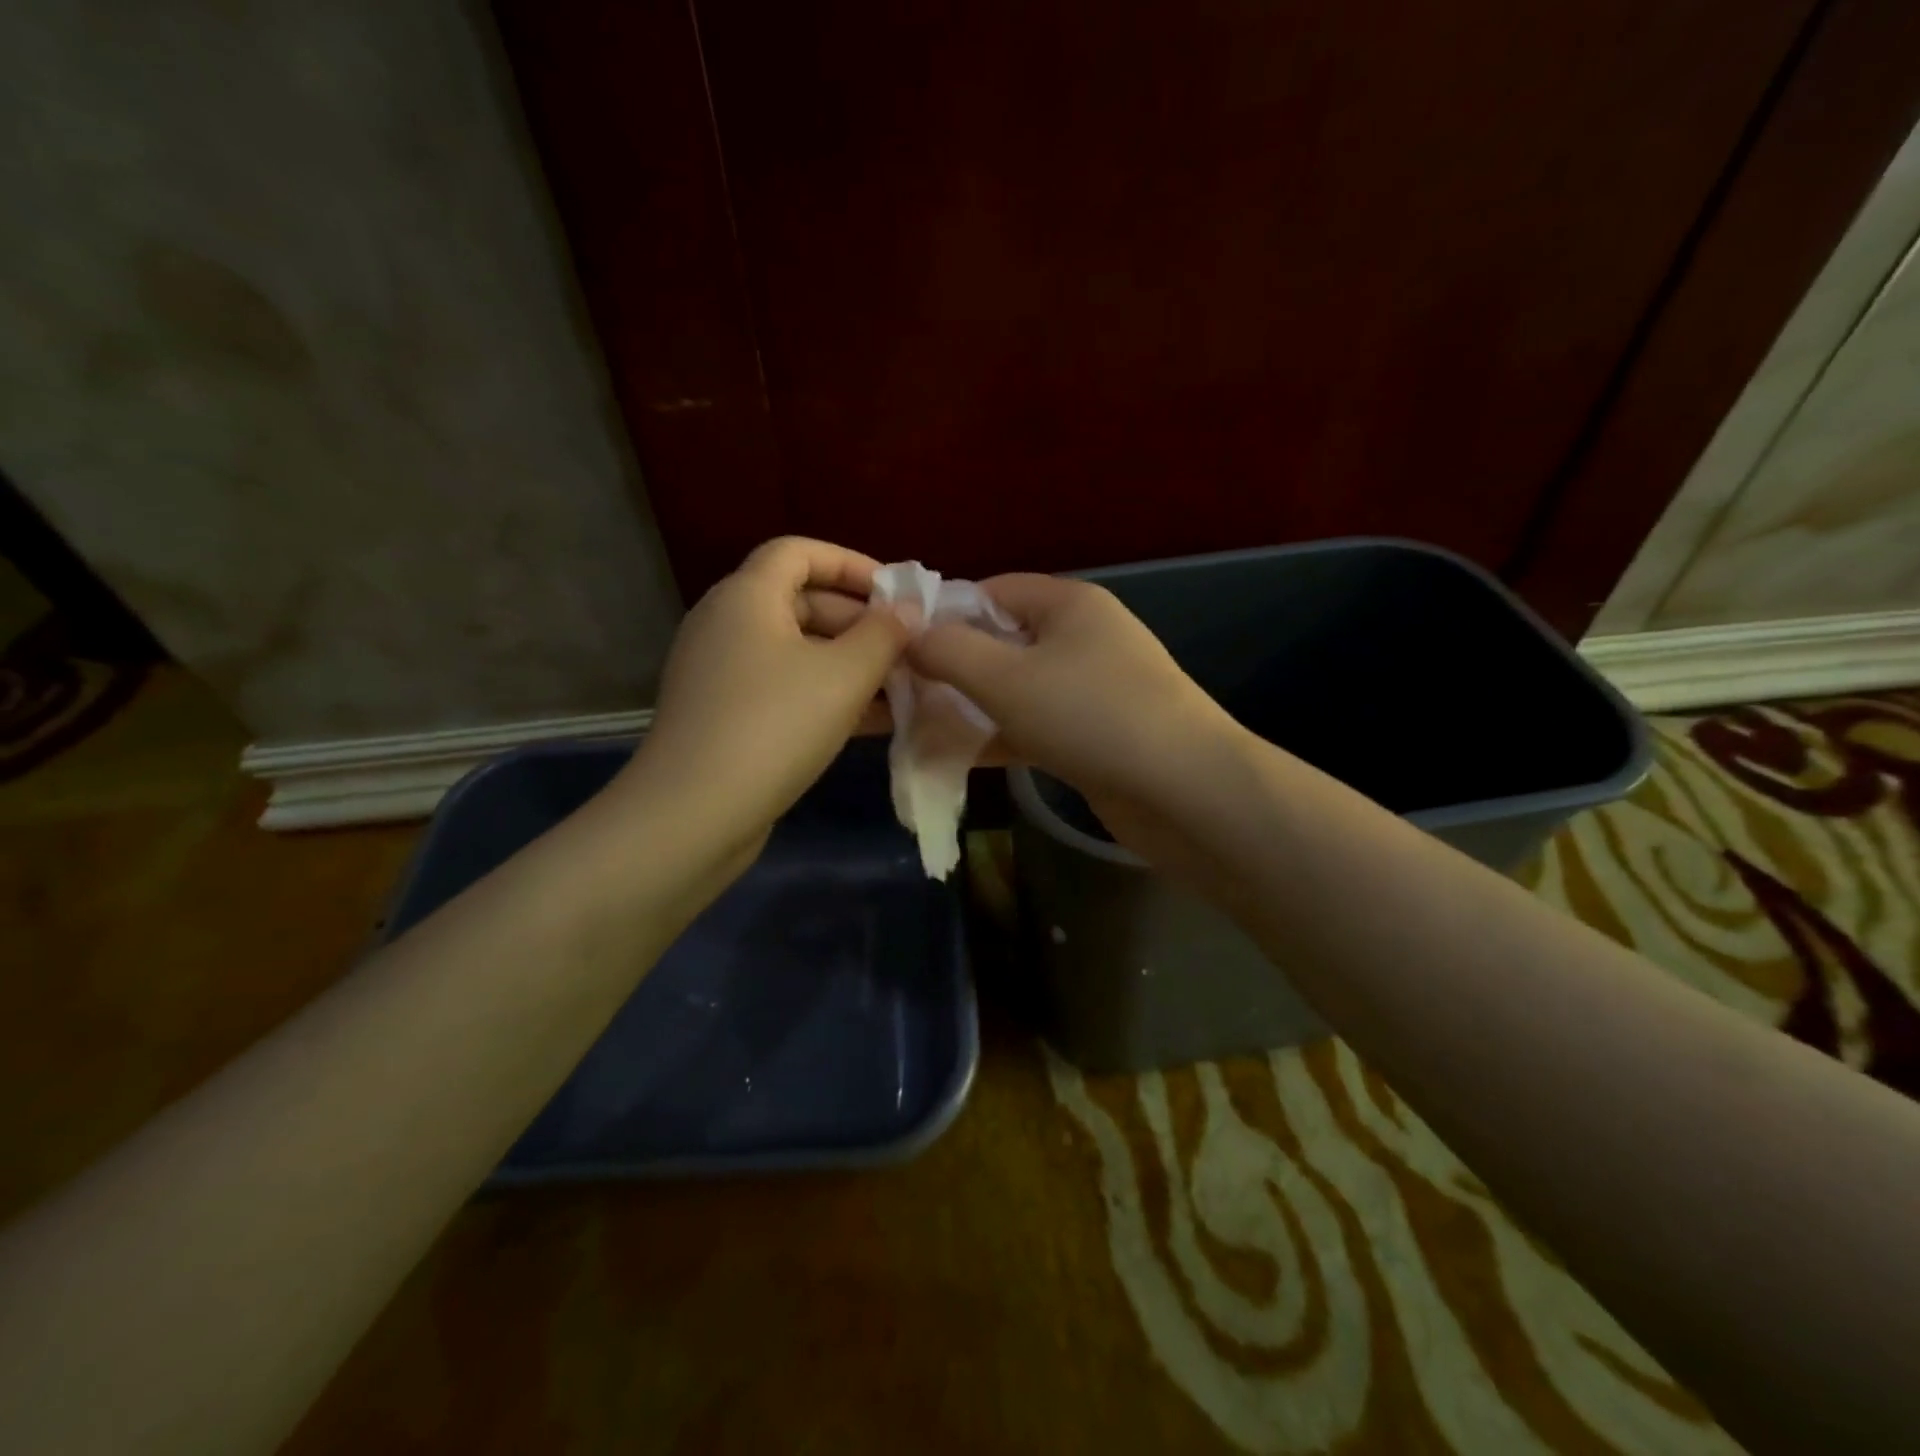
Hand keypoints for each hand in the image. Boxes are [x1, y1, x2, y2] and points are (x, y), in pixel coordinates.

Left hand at [619, 537, 909, 853]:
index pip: (799, 551)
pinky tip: (871, 722)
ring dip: (849, 663)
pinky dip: (824, 694)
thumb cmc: (775, 726)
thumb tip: (908, 607)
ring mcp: (721, 672)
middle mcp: (727, 624)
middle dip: (859, 622)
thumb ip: (884, 634)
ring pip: (797, 651)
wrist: (694, 814)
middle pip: (801, 601)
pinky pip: (783, 688)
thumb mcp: (844, 675)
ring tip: (901, 687)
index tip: (895, 593)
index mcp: (747, 596)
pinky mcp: (723, 715)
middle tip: (907, 649)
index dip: (852, 563)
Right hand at [908, 574, 1247, 846]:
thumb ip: (949, 651)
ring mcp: (1093, 689)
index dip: (944, 615)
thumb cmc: (1091, 717)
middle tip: (904, 695)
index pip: (992, 591)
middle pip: (1002, 640)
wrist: (1185, 791)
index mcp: (1069, 604)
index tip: (902, 649)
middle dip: (953, 667)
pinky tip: (956, 758)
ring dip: (971, 707)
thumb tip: (907, 634)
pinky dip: (1000, 737)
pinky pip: (1035, 725)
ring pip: (1016, 689)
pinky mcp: (1096, 735)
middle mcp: (1083, 637)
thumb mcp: (1006, 678)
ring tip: (918, 729)